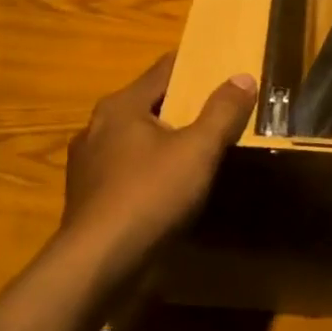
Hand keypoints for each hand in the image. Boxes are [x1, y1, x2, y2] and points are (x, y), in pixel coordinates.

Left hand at [61, 54, 255, 279]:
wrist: (98, 264)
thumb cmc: (150, 196)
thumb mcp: (198, 151)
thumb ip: (222, 112)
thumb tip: (243, 77)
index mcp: (121, 105)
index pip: (164, 69)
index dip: (196, 66)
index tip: (223, 68)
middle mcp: (97, 126)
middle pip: (149, 103)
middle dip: (182, 105)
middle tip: (219, 111)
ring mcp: (88, 163)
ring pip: (135, 139)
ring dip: (164, 140)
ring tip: (197, 150)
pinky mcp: (88, 196)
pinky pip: (126, 169)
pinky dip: (149, 169)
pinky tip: (169, 188)